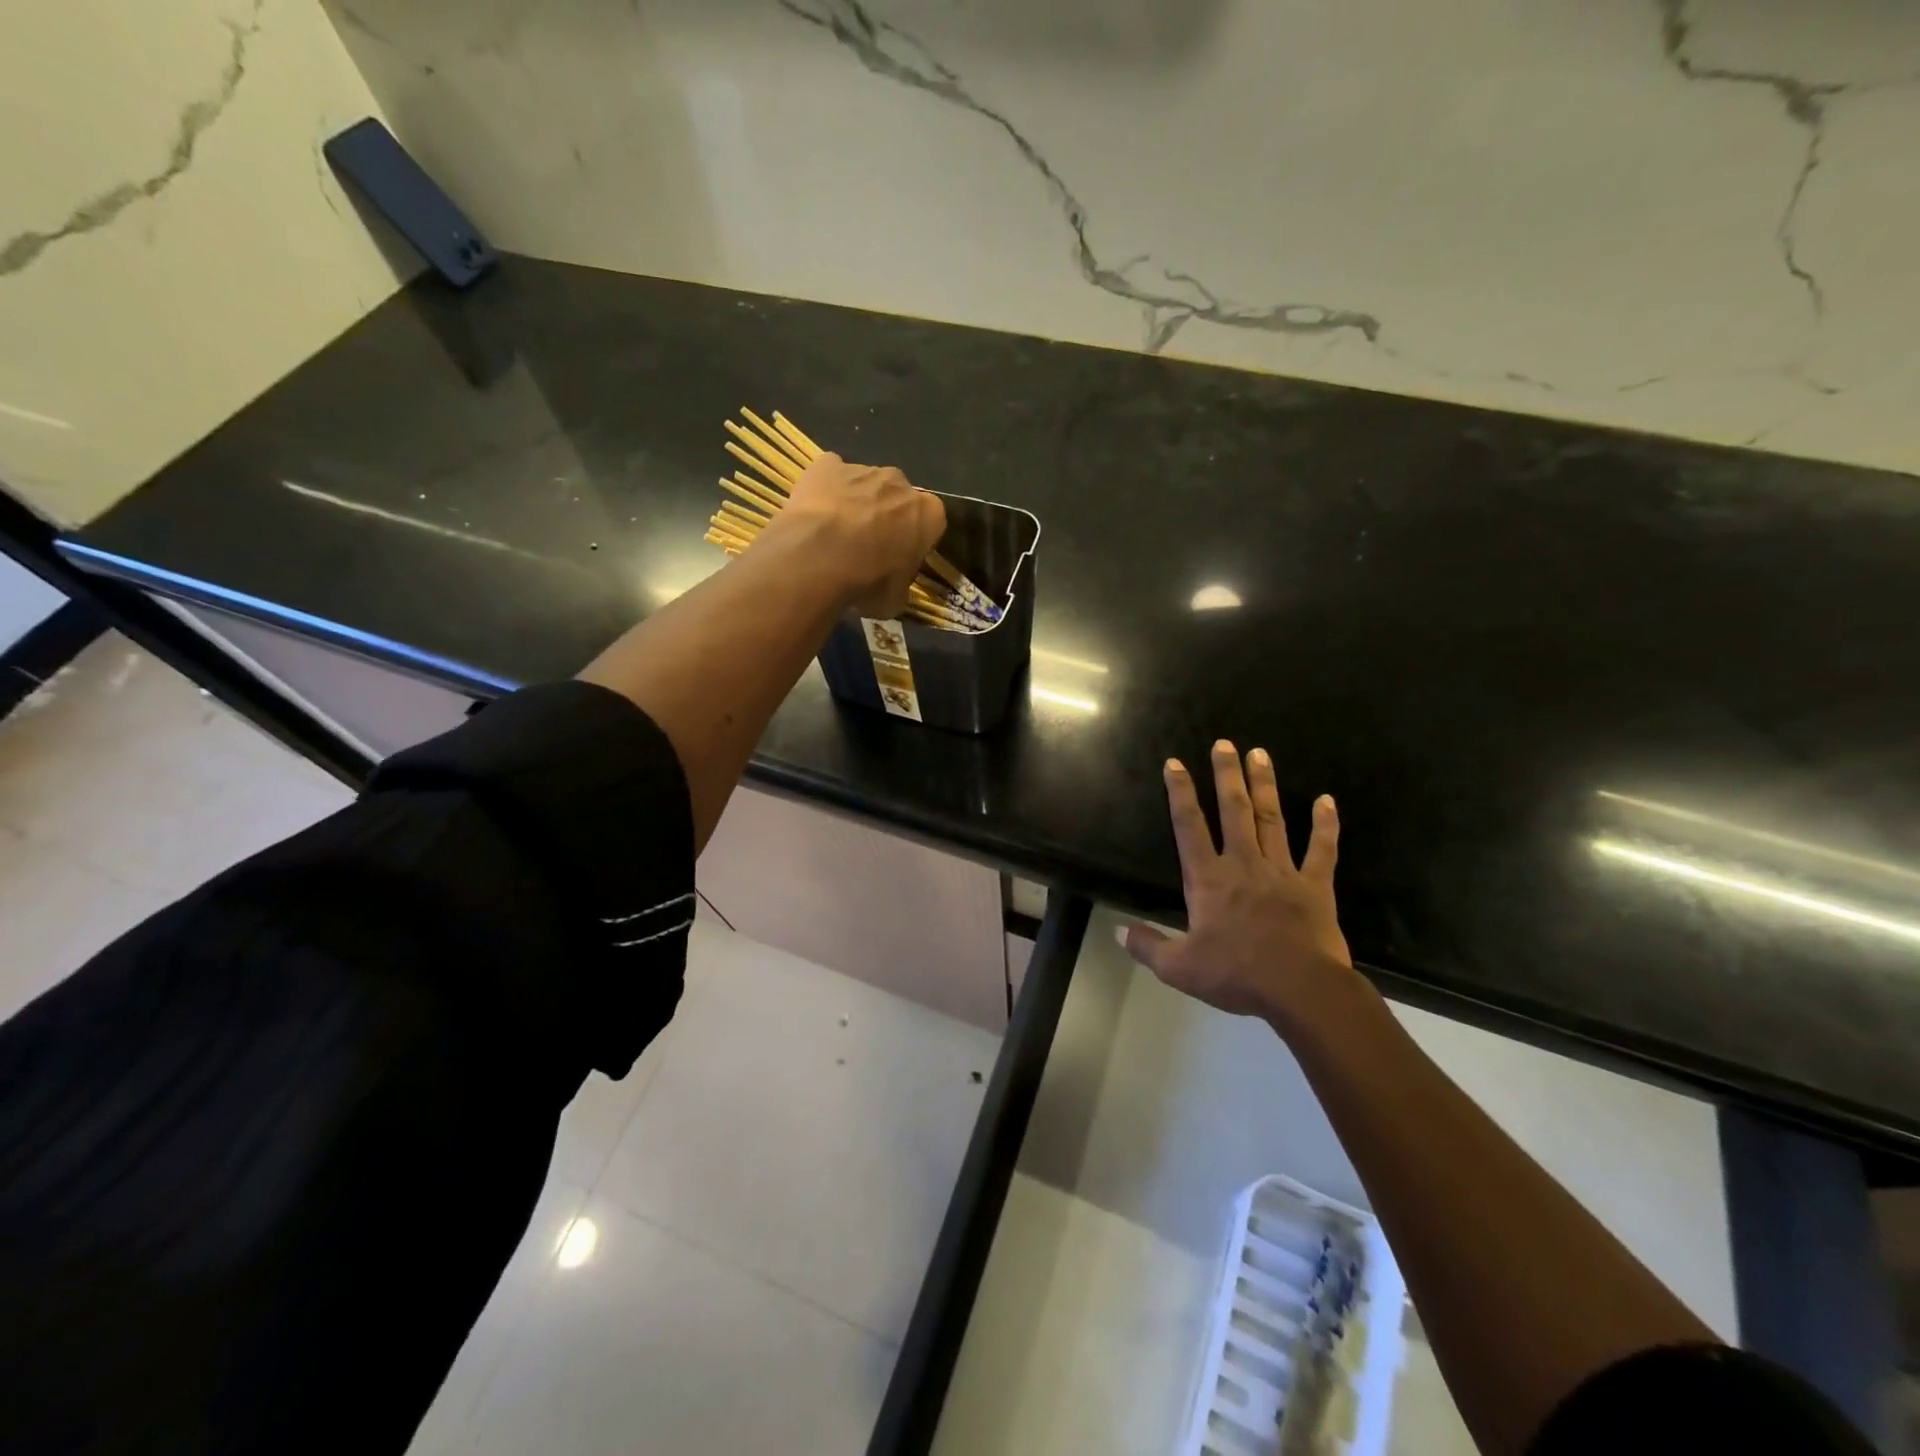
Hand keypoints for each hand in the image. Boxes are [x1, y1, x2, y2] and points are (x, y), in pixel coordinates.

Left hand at [762, 452, 946, 618]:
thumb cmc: (867, 582)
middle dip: (887, 516)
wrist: (818, 559)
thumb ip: (899, 585)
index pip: (931, 523)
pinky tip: (813, 513)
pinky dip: (825, 489)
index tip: (900, 558)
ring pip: (865, 485)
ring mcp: (863, 469)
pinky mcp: (827, 464)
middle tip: (867, 547)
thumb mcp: (894, 600)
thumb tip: (891, 589)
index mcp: (928, 514)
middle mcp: (900, 483)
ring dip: (856, 503)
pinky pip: (830, 473)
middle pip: (898, 497)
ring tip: (834, 535)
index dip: (915, 540)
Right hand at [1122, 741, 1357, 1031]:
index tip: (1176, 763)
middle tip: (1224, 743)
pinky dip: (1325, 825)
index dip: (1180, 793)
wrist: (1300, 990)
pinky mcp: (1314, 886)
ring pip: (1271, 819)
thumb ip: (1148, 946)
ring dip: (1264, 785)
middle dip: (1226, 775)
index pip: (1189, 827)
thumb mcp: (1179, 967)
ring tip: (1260, 753)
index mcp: (1209, 879)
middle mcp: (1243, 864)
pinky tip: (1326, 800)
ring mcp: (1282, 872)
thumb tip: (1119, 930)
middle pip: (1233, 810)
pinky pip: (1321, 850)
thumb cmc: (1236, 974)